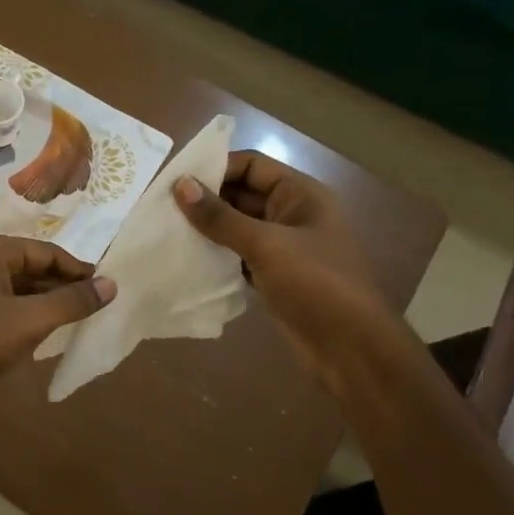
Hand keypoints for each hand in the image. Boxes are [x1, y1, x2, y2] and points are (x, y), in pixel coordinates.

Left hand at [0, 235, 114, 408]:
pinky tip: (36, 333)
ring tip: (71, 320)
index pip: (46, 251)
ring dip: (42, 302)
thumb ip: (70, 302)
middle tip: (92, 307)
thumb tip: (111, 285)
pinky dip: (20, 313)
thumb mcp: (28, 321)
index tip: (105, 288)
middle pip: (29, 266)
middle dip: (60, 286)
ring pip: (13, 286)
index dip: (78, 270)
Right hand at [172, 151, 388, 376]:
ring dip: (207, 230)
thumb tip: (180, 185)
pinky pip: (238, 255)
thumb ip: (220, 217)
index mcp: (301, 194)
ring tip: (166, 232)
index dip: (215, 167)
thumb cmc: (315, 284)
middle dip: (206, 200)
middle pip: (242, 195)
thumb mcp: (265, 245)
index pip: (251, 165)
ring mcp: (283, 247)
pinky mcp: (273, 276)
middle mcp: (292, 214)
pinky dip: (216, 256)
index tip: (175, 181)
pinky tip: (186, 260)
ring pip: (237, 227)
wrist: (351, 349)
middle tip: (162, 208)